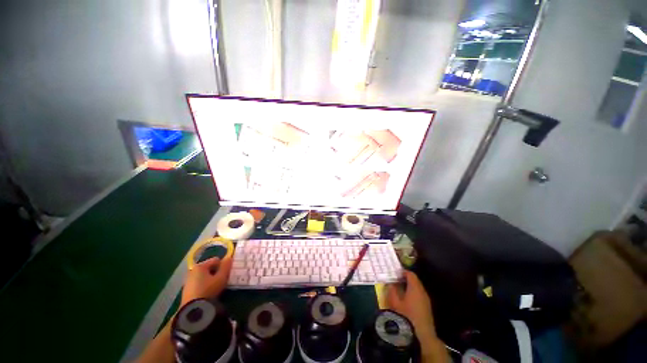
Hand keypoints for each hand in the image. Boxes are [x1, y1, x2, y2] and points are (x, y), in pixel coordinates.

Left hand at [181, 256, 232, 306]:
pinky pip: (199, 284)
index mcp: (200, 266)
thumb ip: (226, 266)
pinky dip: (204, 286)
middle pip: (209, 268)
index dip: (223, 265)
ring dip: (210, 279)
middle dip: (216, 272)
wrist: (194, 309)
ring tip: (215, 288)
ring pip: (204, 276)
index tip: (226, 274)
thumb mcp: (221, 277)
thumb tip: (229, 257)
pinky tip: (208, 293)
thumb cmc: (209, 290)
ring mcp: (188, 281)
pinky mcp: (186, 291)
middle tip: (221, 281)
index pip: (216, 260)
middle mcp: (192, 271)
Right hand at [386, 270, 436, 341]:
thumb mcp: (394, 303)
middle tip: (395, 280)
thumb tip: (390, 283)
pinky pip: (419, 295)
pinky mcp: (427, 308)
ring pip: (417, 288)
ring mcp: (426, 300)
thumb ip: (392, 290)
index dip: (403, 272)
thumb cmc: (406, 317)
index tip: (395, 273)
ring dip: (409, 286)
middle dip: (405, 279)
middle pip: (415, 280)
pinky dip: (413, 293)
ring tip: (399, 289)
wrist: (422, 336)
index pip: (410, 274)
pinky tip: (406, 300)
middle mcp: (422, 291)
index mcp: (415, 288)